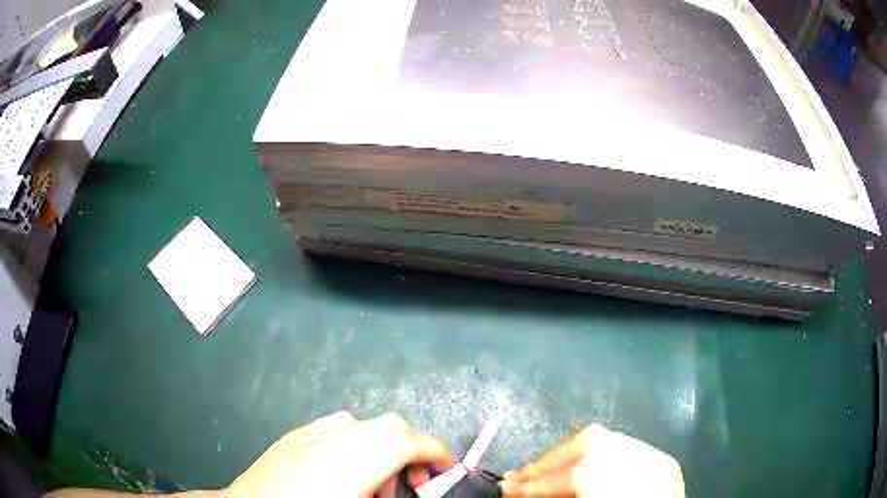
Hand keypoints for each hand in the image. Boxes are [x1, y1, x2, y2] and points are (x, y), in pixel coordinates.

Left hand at [223, 411, 454, 497]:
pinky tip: (345, 472)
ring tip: (374, 486)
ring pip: (364, 425)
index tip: (447, 470)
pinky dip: (355, 445)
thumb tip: (417, 492)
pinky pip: (336, 428)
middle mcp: (327, 442)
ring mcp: (306, 435)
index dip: (434, 452)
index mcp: (344, 467)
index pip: (403, 441)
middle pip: (388, 426)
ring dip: (382, 450)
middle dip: (411, 452)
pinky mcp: (292, 437)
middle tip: (410, 488)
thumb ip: (389, 497)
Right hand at [500, 424, 683, 496]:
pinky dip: (596, 455)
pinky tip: (580, 468)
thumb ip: (554, 497)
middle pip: (593, 444)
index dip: (537, 482)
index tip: (507, 488)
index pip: (578, 474)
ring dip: (569, 454)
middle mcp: (649, 465)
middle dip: (549, 460)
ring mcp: (660, 460)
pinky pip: (624, 447)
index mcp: (624, 489)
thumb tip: (518, 490)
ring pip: (610, 439)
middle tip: (519, 476)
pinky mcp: (665, 462)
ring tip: (543, 471)